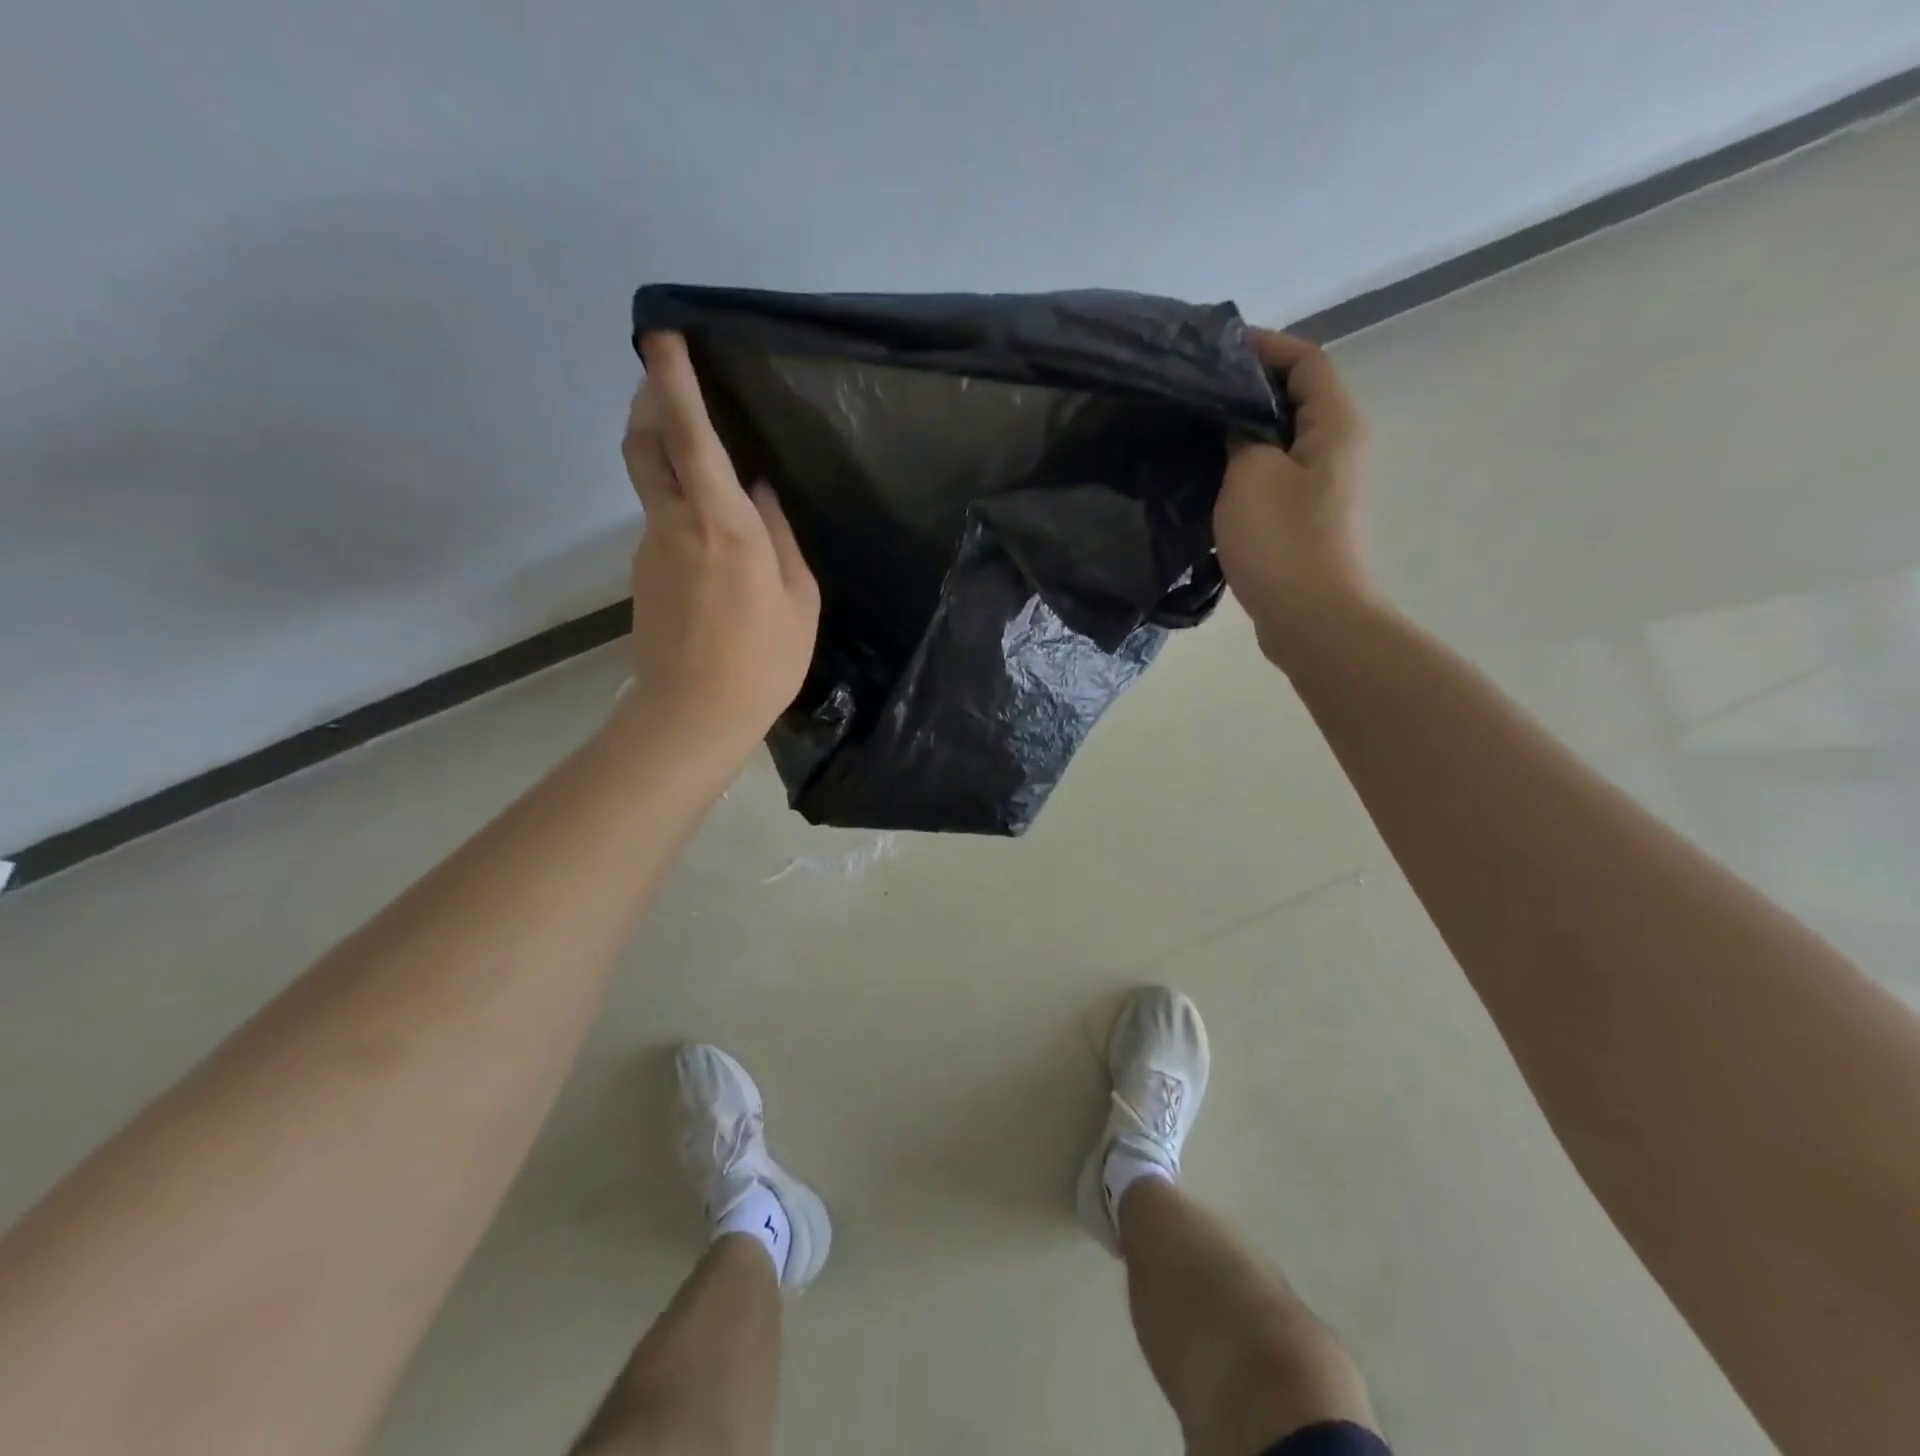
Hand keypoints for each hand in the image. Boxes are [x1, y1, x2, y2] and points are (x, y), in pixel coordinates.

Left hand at [619, 332, 819, 752]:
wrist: (694, 714)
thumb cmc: (763, 659)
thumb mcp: (798, 598)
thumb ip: (780, 536)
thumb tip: (761, 491)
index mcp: (722, 523)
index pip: (689, 434)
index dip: (673, 380)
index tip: (661, 336)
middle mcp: (675, 523)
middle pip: (643, 443)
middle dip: (649, 401)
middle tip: (667, 380)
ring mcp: (651, 548)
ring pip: (652, 483)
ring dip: (669, 456)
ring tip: (708, 459)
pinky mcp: (644, 575)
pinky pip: (662, 521)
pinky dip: (679, 504)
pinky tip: (713, 535)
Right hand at [1214, 329, 1374, 661]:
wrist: (1310, 617)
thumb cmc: (1283, 541)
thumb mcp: (1251, 475)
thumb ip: (1242, 435)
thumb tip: (1237, 423)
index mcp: (1335, 426)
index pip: (1307, 361)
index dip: (1266, 346)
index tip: (1217, 348)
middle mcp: (1337, 449)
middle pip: (1296, 399)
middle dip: (1249, 389)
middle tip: (1196, 393)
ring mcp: (1322, 488)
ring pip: (1282, 441)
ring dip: (1243, 432)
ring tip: (1195, 432)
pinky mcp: (1304, 521)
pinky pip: (1273, 478)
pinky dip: (1244, 470)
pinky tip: (1208, 480)